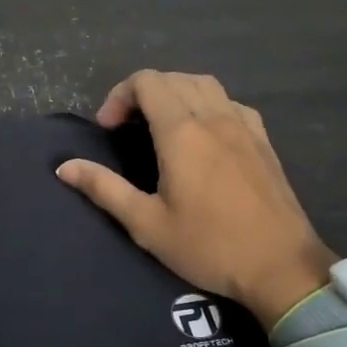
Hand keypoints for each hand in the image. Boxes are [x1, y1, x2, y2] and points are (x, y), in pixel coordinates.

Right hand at [56, 70, 336, 327]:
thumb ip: (104, 188)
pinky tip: (203, 134)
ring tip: (161, 125)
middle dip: (142, 94)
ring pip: (205, 84)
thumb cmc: (209, 246)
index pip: (147, 81)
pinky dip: (207, 104)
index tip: (108, 130)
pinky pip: (230, 102)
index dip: (119, 96)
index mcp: (182, 132)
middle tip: (127, 129)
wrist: (281, 267)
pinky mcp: (263, 140)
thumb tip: (64, 167)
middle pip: (173, 78)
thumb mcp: (146, 224)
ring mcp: (244, 125)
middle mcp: (214, 117)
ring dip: (175, 93)